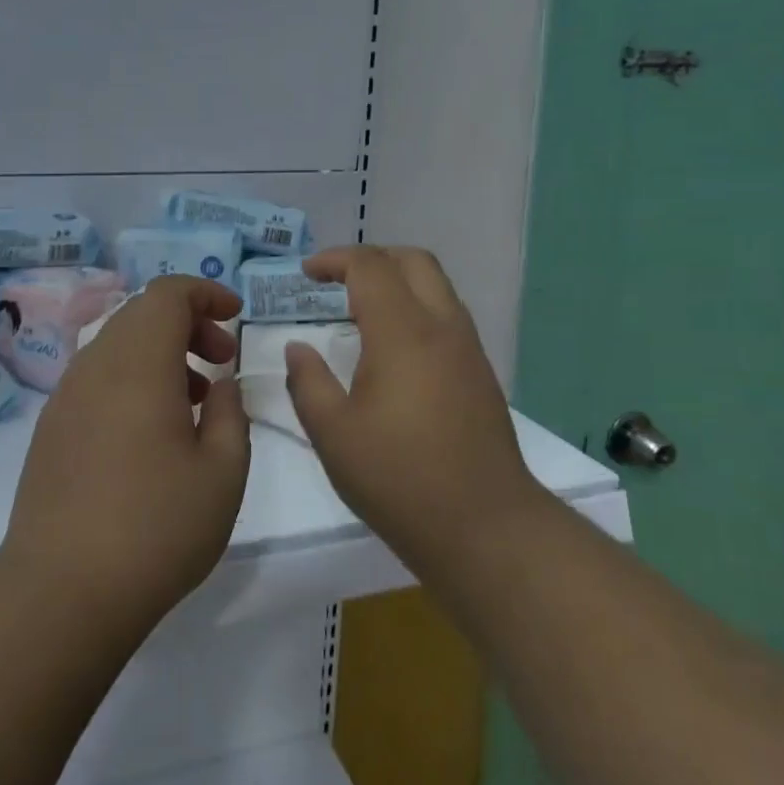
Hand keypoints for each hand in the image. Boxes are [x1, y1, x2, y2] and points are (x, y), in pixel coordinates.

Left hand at [0, 277, 249, 636]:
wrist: (61, 592)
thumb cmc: (156, 528)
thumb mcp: (222, 472)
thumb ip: (229, 413)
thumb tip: (221, 384)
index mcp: (138, 363)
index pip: (167, 293)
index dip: (206, 293)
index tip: (236, 317)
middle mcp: (95, 365)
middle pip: (141, 314)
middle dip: (188, 323)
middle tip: (221, 360)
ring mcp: (66, 396)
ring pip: (118, 345)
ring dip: (160, 353)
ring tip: (193, 399)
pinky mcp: (51, 427)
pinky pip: (97, 377)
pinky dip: (132, 378)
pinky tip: (151, 431)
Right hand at [283, 247, 534, 575]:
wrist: (485, 526)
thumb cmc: (399, 479)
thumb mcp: (333, 434)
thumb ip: (308, 382)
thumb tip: (298, 348)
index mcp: (402, 332)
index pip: (370, 267)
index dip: (334, 260)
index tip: (306, 274)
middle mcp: (442, 326)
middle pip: (413, 261)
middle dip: (371, 258)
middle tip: (336, 279)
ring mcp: (468, 349)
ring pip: (437, 285)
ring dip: (398, 280)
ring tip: (361, 308)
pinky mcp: (480, 373)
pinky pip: (447, 315)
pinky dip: (416, 306)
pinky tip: (393, 346)